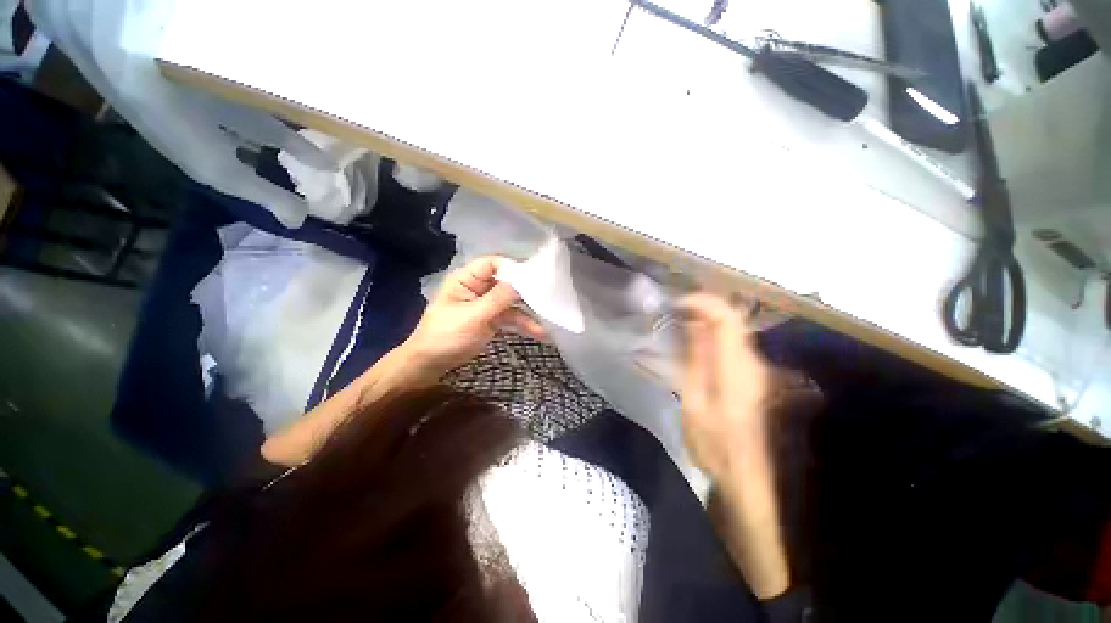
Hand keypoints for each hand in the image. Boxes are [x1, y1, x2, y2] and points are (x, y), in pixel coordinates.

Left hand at [403, 256, 546, 378]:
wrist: (430, 365)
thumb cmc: (446, 336)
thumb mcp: (473, 316)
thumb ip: (498, 298)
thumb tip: (522, 282)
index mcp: (467, 279)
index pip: (493, 263)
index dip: (513, 268)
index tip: (534, 277)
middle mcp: (478, 287)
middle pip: (506, 282)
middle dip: (526, 291)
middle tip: (549, 297)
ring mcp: (486, 305)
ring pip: (512, 302)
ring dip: (529, 312)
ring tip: (549, 320)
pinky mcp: (492, 320)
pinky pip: (511, 318)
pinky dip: (523, 325)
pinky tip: (540, 333)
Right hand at [680, 293, 789, 599]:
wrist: (746, 475)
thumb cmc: (714, 443)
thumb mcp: (693, 401)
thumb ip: (695, 360)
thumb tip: (691, 325)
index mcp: (736, 367)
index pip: (726, 318)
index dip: (703, 302)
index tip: (677, 303)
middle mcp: (752, 360)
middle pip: (731, 319)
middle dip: (700, 309)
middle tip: (671, 313)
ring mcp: (756, 367)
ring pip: (731, 330)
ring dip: (704, 322)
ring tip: (676, 326)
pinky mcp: (753, 374)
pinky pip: (731, 343)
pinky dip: (710, 336)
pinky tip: (691, 346)